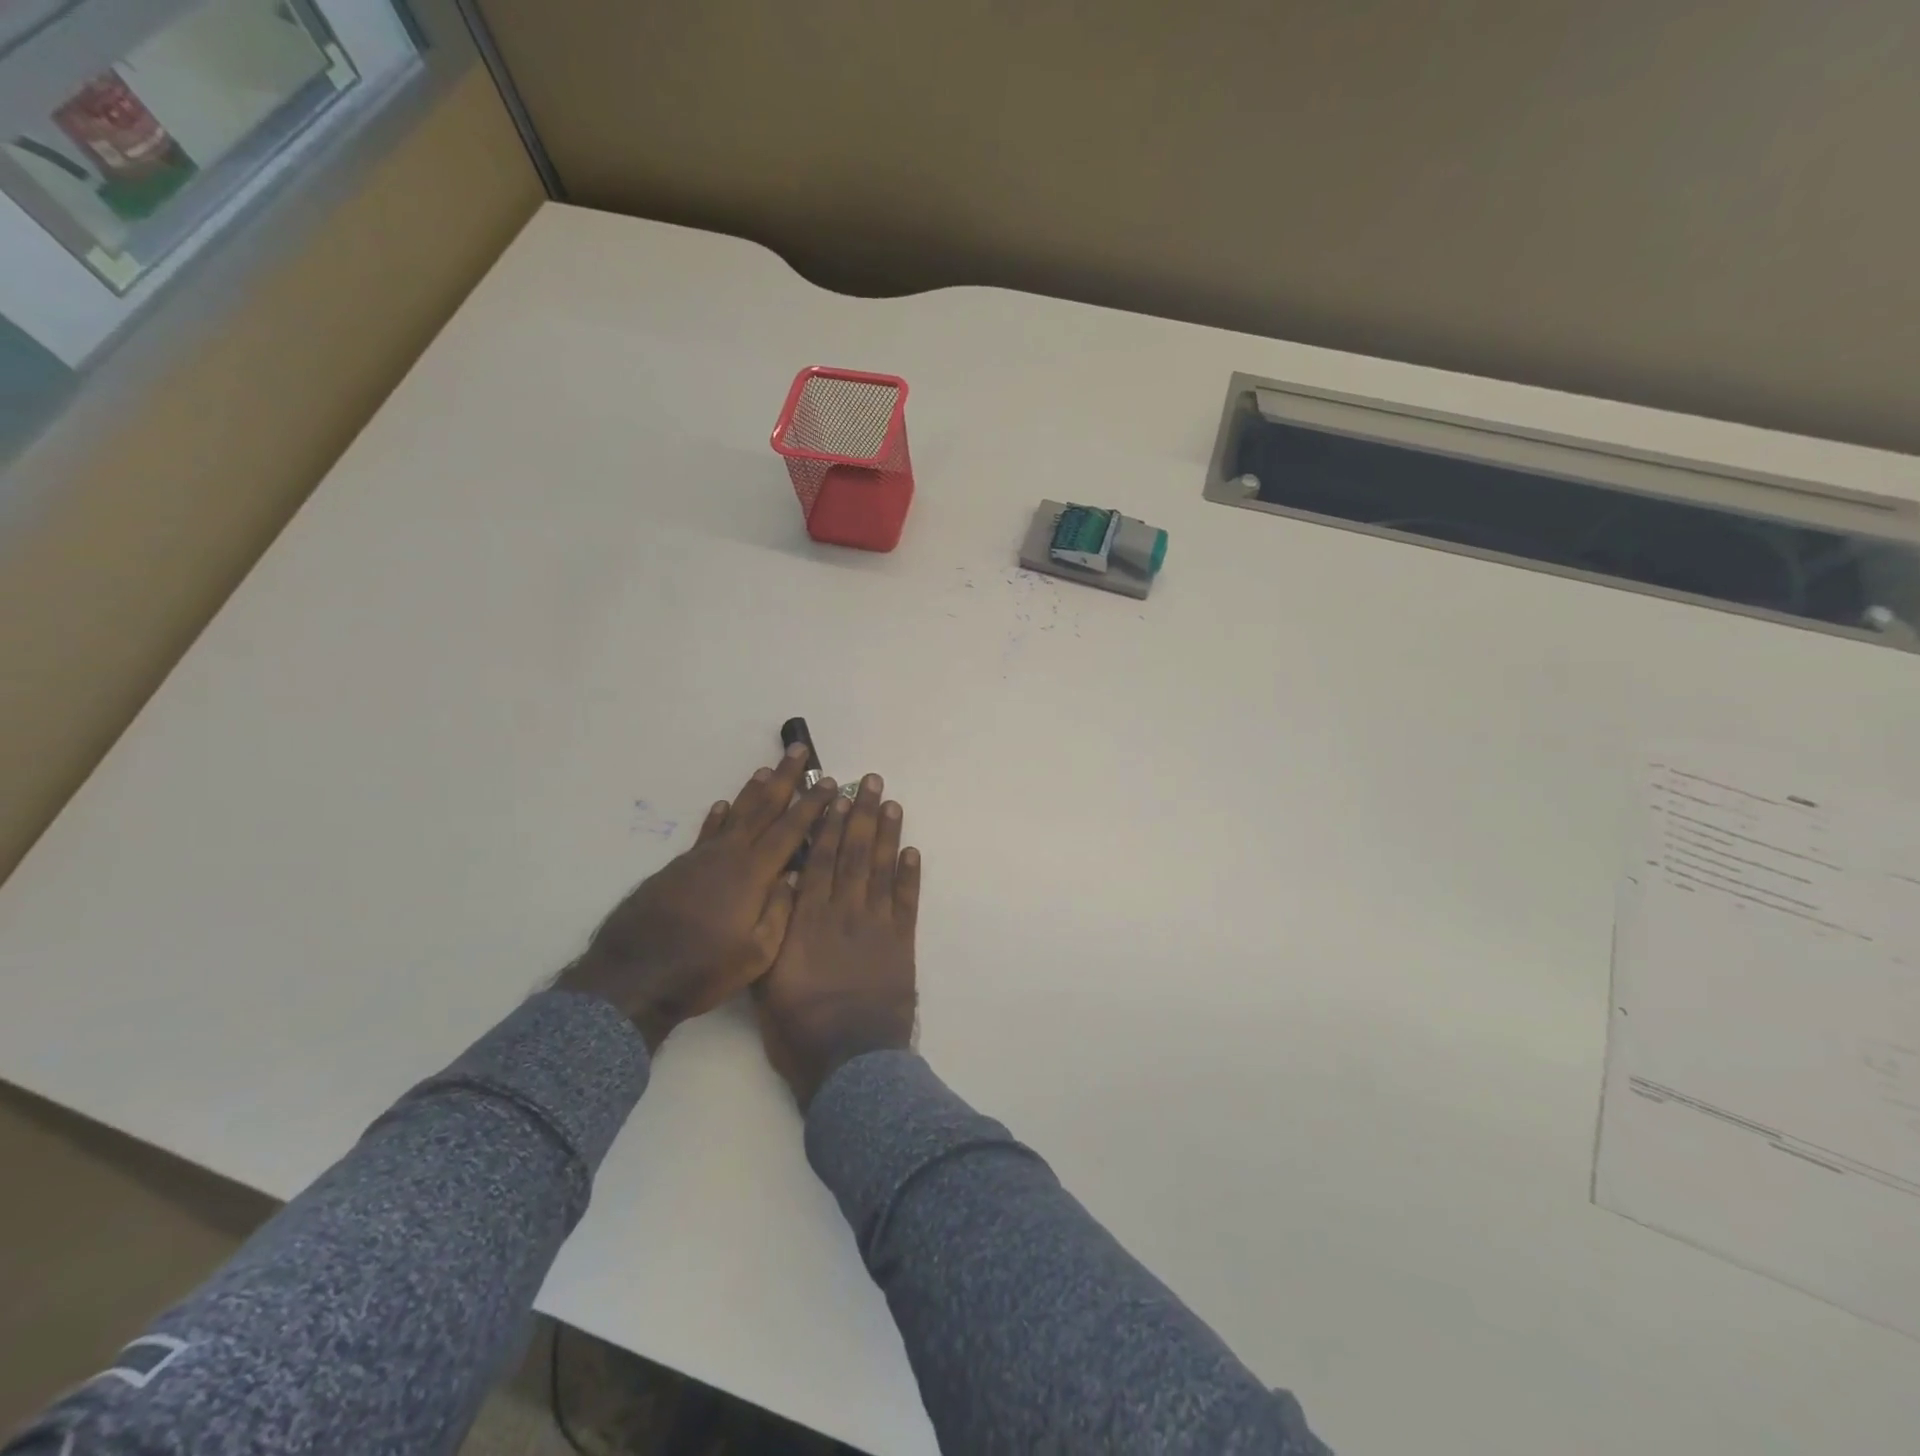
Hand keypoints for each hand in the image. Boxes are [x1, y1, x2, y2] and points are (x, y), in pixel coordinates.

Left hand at [558, 744, 837, 1049]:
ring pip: (733, 815)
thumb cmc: (703, 970)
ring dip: (752, 791)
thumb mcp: (757, 954)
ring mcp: (700, 859)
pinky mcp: (678, 869)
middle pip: (762, 808)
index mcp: (753, 874)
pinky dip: (717, 817)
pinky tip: (722, 806)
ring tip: (765, 769)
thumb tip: (794, 876)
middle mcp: (728, 856)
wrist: (633, 978)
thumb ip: (780, 911)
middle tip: (798, 750)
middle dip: (784, 778)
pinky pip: (706, 833)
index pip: (790, 829)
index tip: (827, 782)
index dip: (811, 805)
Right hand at [755, 773, 920, 1108]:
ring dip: (887, 833)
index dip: (830, 824)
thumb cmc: (798, 1027)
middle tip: (870, 781)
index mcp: (808, 918)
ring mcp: (876, 925)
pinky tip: (911, 850)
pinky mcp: (901, 943)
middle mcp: (843, 911)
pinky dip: (910, 874)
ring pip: (882, 868)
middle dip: (861, 814)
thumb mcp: (766, 979)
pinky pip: (907, 900)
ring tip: (891, 803)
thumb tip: (783, 887)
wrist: (850, 1060)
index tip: (836, 794)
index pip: (821, 859)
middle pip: (854, 853)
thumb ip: (774, 931)